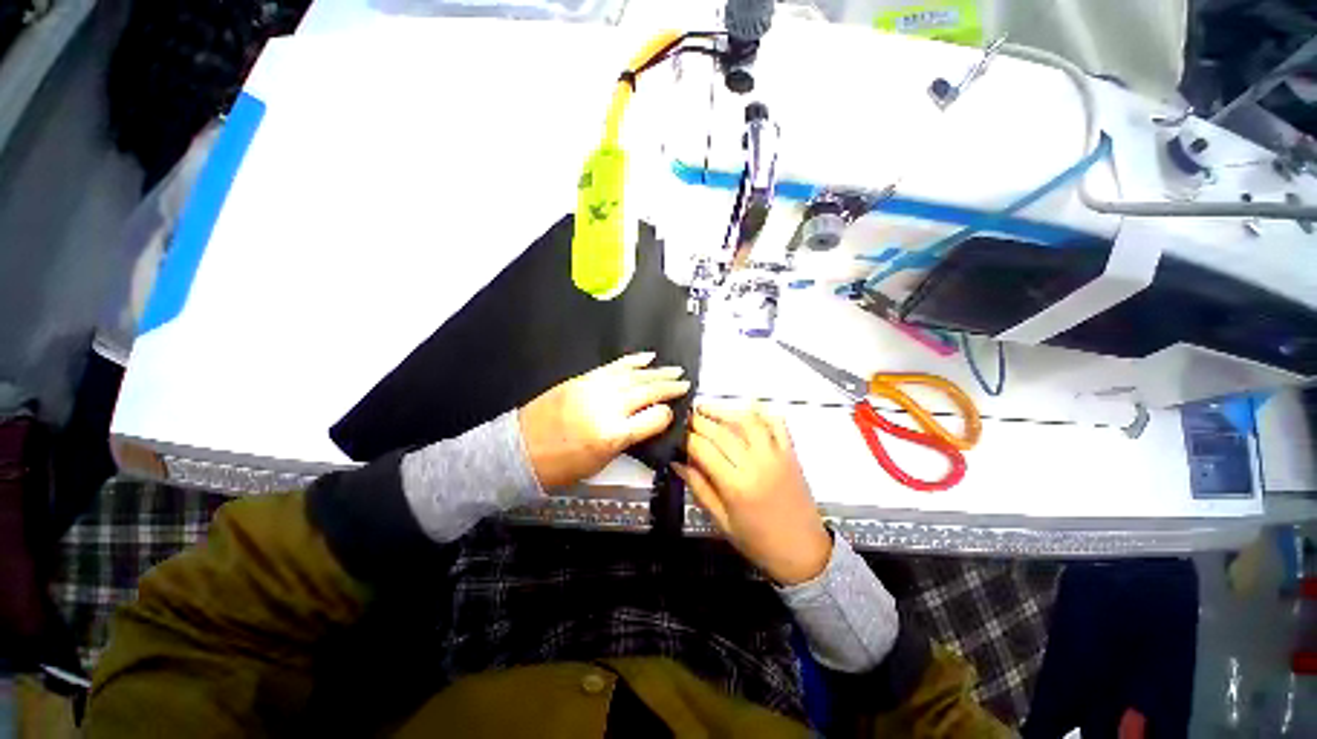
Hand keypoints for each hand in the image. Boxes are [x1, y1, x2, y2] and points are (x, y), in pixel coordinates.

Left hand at [518, 352, 690, 489]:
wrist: (518, 451)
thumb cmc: (560, 467)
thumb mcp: (600, 463)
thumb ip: (628, 439)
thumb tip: (649, 422)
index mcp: (613, 435)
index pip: (654, 418)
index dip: (667, 414)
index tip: (673, 412)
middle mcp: (607, 408)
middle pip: (647, 392)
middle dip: (669, 386)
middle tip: (685, 382)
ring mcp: (593, 389)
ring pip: (633, 376)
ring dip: (656, 371)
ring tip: (674, 369)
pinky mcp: (582, 379)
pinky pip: (613, 367)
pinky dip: (632, 361)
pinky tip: (647, 357)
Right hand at [673, 402, 830, 585]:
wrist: (804, 553)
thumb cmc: (759, 542)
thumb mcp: (721, 521)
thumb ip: (699, 487)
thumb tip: (677, 463)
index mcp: (736, 486)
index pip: (703, 449)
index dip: (685, 437)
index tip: (674, 431)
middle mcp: (756, 464)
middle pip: (721, 431)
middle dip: (699, 420)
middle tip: (685, 416)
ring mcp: (776, 455)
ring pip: (747, 420)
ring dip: (724, 410)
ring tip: (707, 408)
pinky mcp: (790, 452)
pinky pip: (776, 423)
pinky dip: (761, 412)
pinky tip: (745, 410)